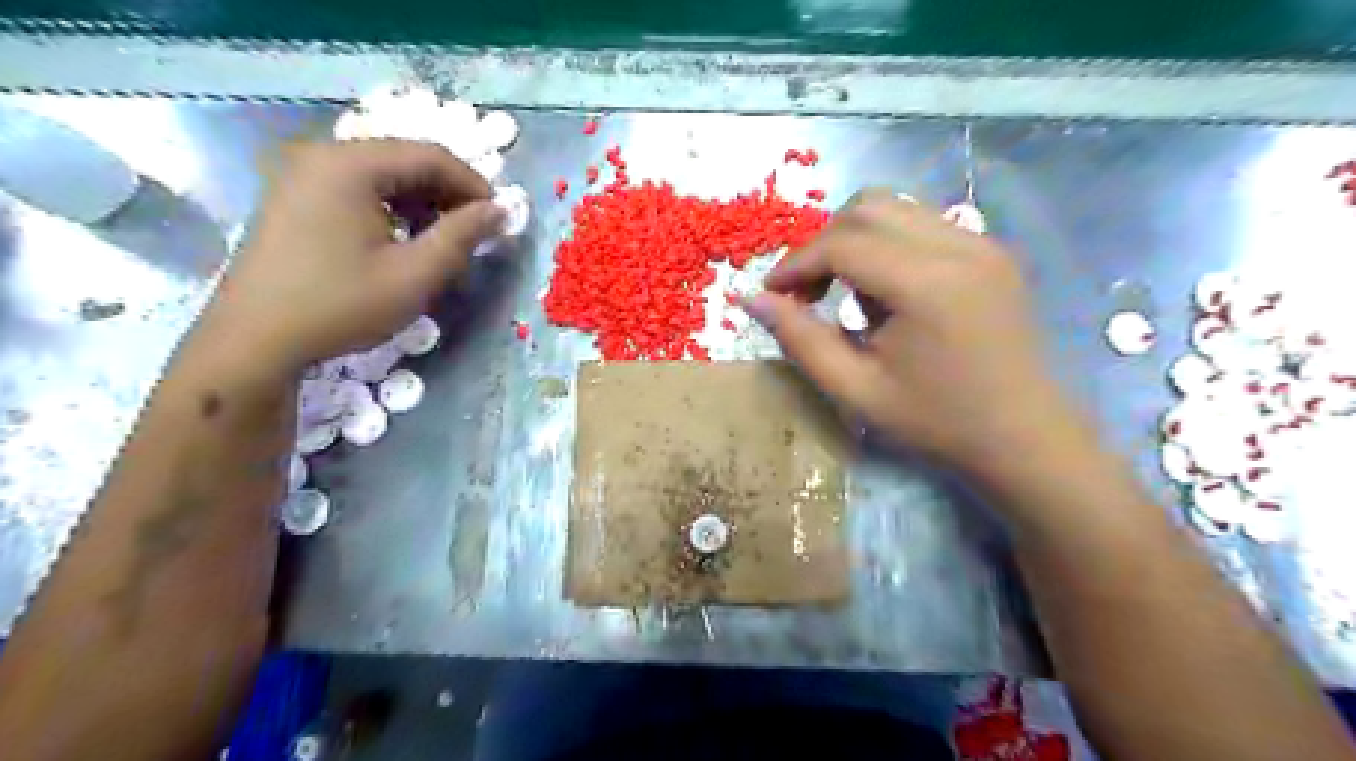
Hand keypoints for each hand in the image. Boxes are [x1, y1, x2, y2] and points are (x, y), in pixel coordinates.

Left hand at [208, 141, 505, 373]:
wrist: (255, 340)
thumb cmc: (341, 305)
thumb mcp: (415, 275)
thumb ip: (462, 236)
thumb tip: (500, 210)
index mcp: (350, 165)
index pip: (430, 155)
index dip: (473, 185)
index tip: (499, 219)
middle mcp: (323, 156)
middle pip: (405, 160)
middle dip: (448, 194)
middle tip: (475, 233)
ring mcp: (303, 175)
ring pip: (383, 175)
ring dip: (422, 203)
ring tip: (443, 242)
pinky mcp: (294, 198)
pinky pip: (358, 189)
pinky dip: (391, 209)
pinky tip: (403, 241)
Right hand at [751, 189, 1082, 474]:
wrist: (1023, 435)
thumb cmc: (936, 420)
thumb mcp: (855, 390)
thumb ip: (800, 340)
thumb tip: (754, 300)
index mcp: (927, 283)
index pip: (842, 243)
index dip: (796, 264)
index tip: (773, 295)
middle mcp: (958, 245)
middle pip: (867, 207)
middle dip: (823, 243)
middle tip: (806, 291)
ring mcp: (981, 242)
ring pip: (895, 208)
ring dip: (854, 240)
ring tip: (845, 292)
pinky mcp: (991, 250)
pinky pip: (922, 224)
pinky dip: (887, 244)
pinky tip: (886, 292)